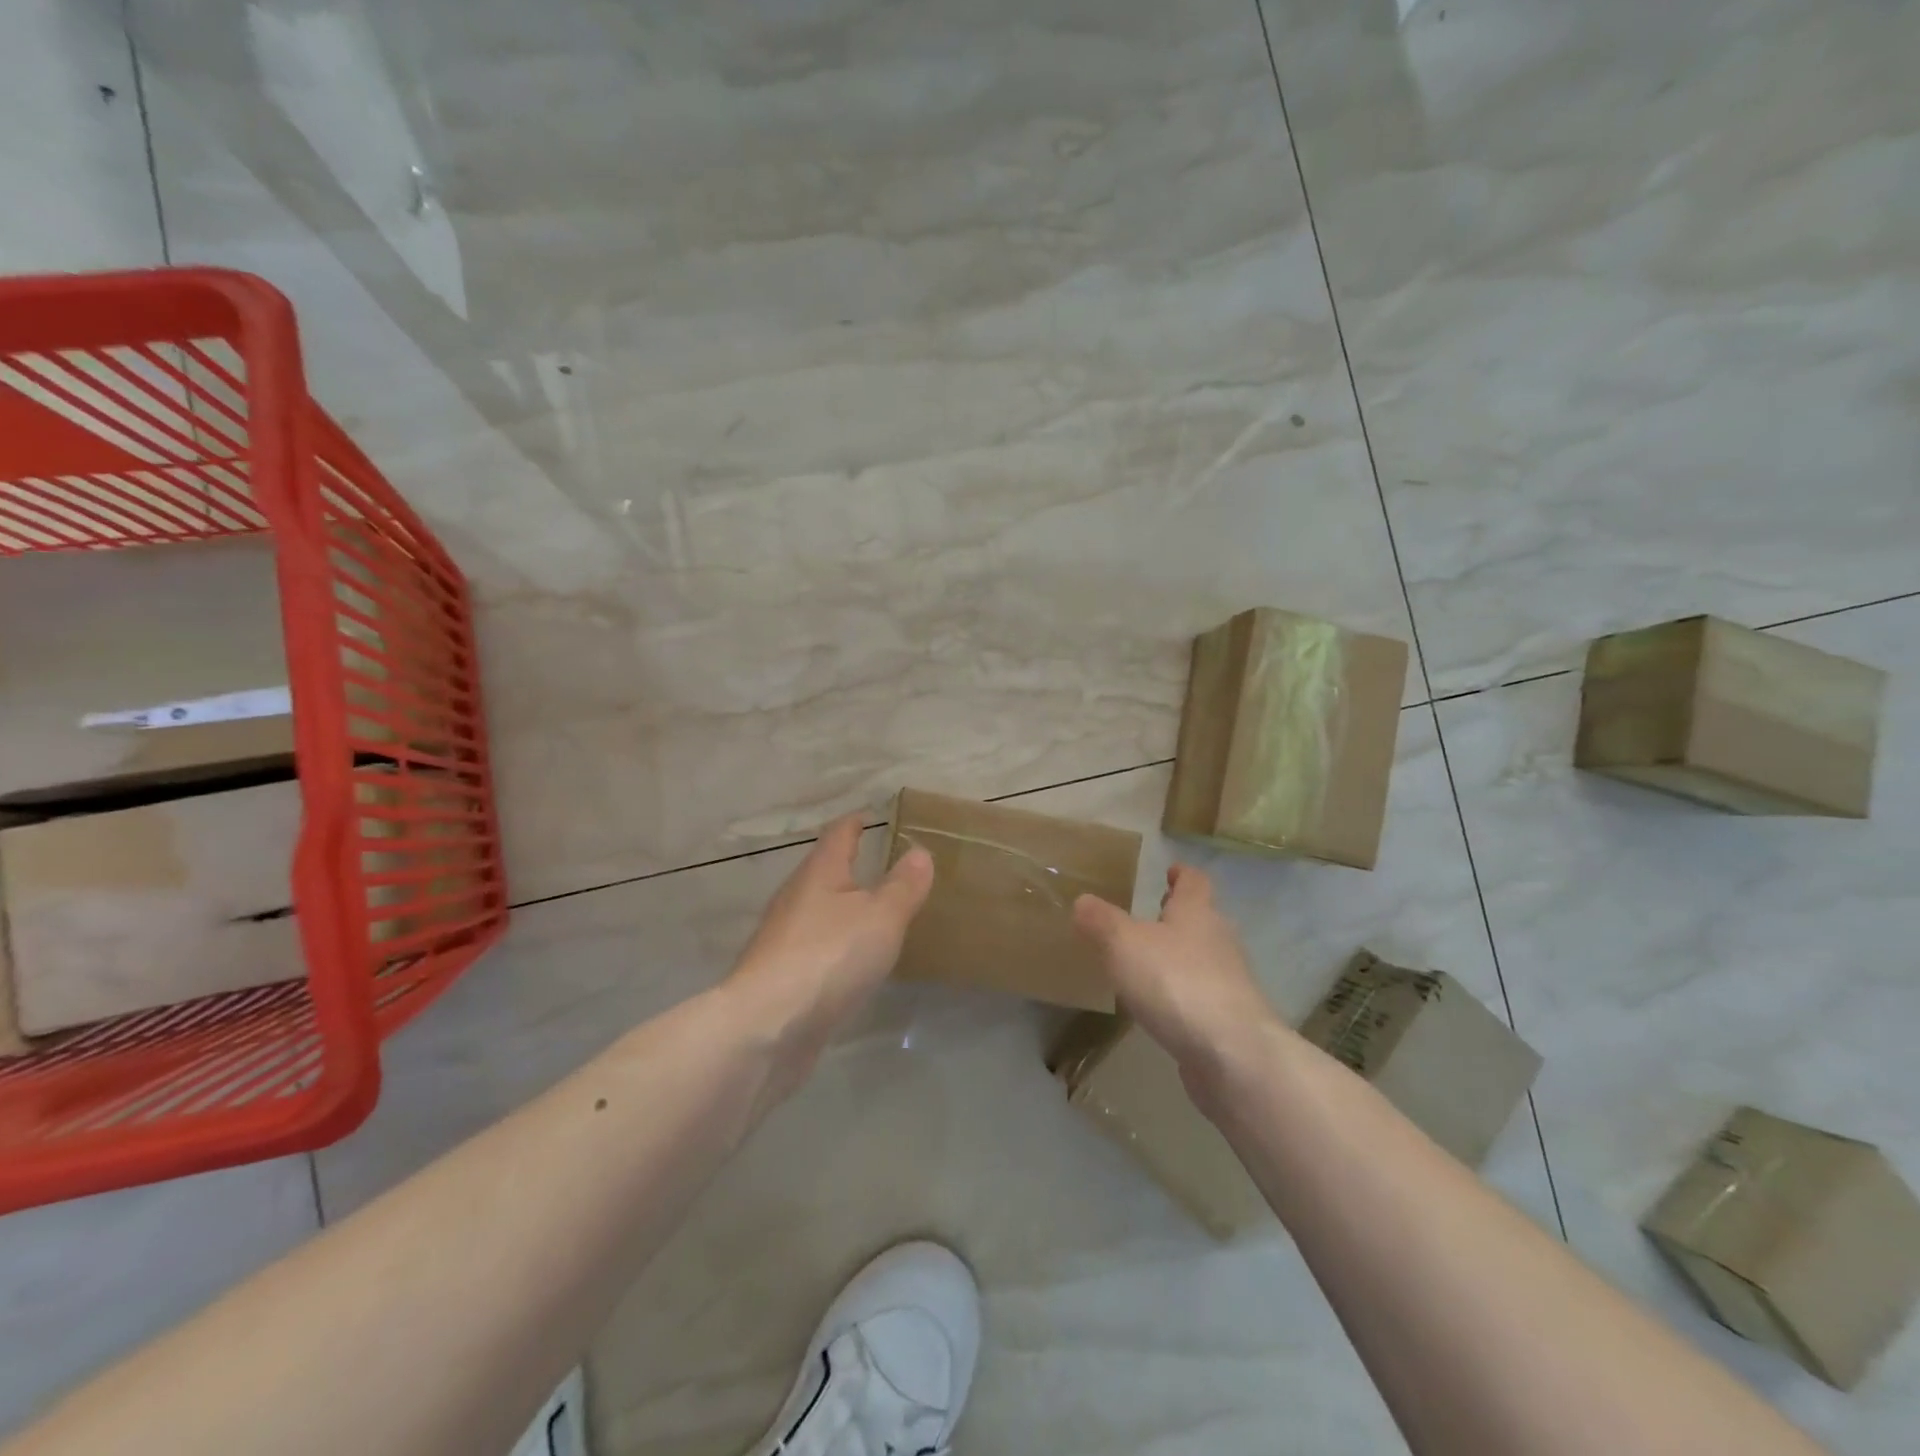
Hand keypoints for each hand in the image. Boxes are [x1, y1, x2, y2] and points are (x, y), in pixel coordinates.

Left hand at [728, 814, 934, 1086]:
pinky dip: (835, 945)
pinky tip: (850, 962)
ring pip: (818, 911)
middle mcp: (796, 897)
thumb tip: (919, 851)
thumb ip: (903, 885)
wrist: (766, 1027)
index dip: (856, 823)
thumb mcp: (882, 917)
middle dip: (850, 867)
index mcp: (820, 873)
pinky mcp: (780, 976)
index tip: (871, 817)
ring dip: (842, 908)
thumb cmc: (829, 957)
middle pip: (824, 872)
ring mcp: (783, 938)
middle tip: (884, 868)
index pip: (839, 834)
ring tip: (873, 915)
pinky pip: (814, 947)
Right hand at [1073, 863, 1280, 1085]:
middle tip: (1150, 916)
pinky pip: (1203, 994)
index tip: (1169, 871)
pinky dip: (1183, 993)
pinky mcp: (1230, 1019)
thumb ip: (1101, 920)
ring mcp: (1229, 981)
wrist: (1232, 1053)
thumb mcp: (1123, 943)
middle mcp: (1219, 939)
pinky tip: (1162, 1007)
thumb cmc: (1175, 981)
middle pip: (1202, 918)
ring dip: (1180, 956)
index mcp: (1196, 912)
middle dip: (1178, 916)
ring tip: (1147, 964)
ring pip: (1203, 957)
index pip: (1194, 881)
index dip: (1181, 874)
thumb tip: (1083, 900)